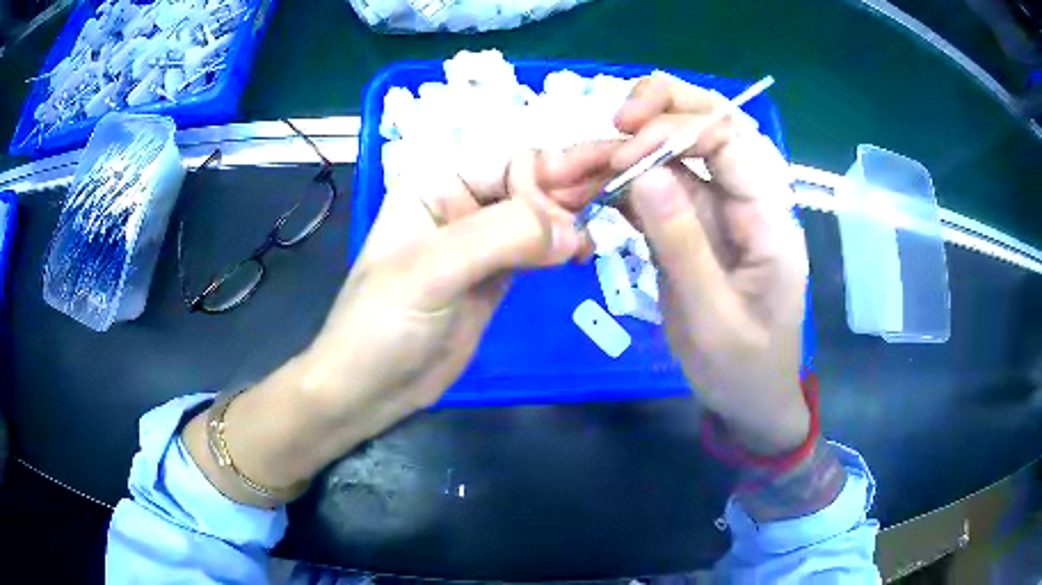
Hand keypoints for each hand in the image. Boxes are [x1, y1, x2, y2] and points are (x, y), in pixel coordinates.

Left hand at [184, 146, 614, 505]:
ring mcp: (481, 240)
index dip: (558, 166)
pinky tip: (586, 249)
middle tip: (628, 187)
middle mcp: (461, 202)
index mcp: (435, 183)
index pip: (508, 160)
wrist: (371, 388)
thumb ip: (501, 238)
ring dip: (575, 214)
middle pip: (529, 183)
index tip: (611, 168)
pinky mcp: (496, 274)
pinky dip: (564, 245)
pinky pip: (538, 248)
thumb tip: (572, 229)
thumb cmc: (383, 324)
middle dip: (575, 185)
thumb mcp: (431, 271)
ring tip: (613, 219)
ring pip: (538, 214)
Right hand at [608, 72, 810, 454]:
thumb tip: (644, 175)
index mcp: (769, 217)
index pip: (730, 140)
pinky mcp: (692, 223)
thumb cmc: (743, 368)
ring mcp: (718, 208)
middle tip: (613, 124)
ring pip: (678, 148)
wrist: (749, 398)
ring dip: (630, 144)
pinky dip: (621, 179)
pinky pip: (657, 184)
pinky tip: (590, 187)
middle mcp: (747, 198)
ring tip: (583, 163)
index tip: (624, 156)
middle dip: (662, 108)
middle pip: (712, 121)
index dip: (676, 130)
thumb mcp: (713, 319)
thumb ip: (683, 245)